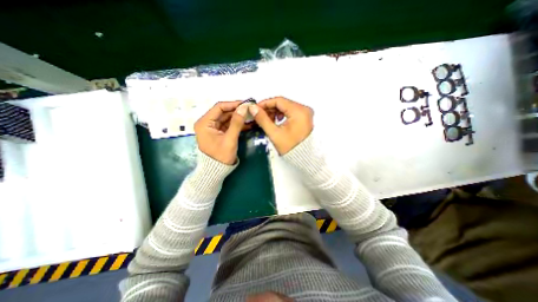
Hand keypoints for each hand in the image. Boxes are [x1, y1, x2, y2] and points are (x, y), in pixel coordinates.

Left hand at [196, 101, 249, 163]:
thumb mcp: (230, 139)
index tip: (246, 104)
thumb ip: (237, 123)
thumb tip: (244, 107)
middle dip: (237, 111)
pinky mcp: (218, 132)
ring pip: (227, 118)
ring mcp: (213, 128)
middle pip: (223, 112)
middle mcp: (207, 123)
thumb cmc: (220, 156)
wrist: (216, 171)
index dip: (233, 104)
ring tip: (250, 115)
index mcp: (205, 123)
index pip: (219, 107)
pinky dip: (237, 124)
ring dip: (238, 117)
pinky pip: (228, 125)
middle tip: (250, 109)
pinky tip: (247, 123)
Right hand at [249, 97, 313, 154]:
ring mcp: (306, 113)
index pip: (279, 100)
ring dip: (275, 112)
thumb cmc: (289, 147)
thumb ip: (263, 119)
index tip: (255, 108)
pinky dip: (282, 115)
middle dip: (270, 108)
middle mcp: (305, 109)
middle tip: (259, 115)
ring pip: (287, 107)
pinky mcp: (305, 118)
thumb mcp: (274, 133)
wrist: (303, 158)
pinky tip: (276, 121)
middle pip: (283, 103)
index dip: (265, 103)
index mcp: (299, 111)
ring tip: (267, 120)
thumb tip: (252, 108)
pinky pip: (291, 112)